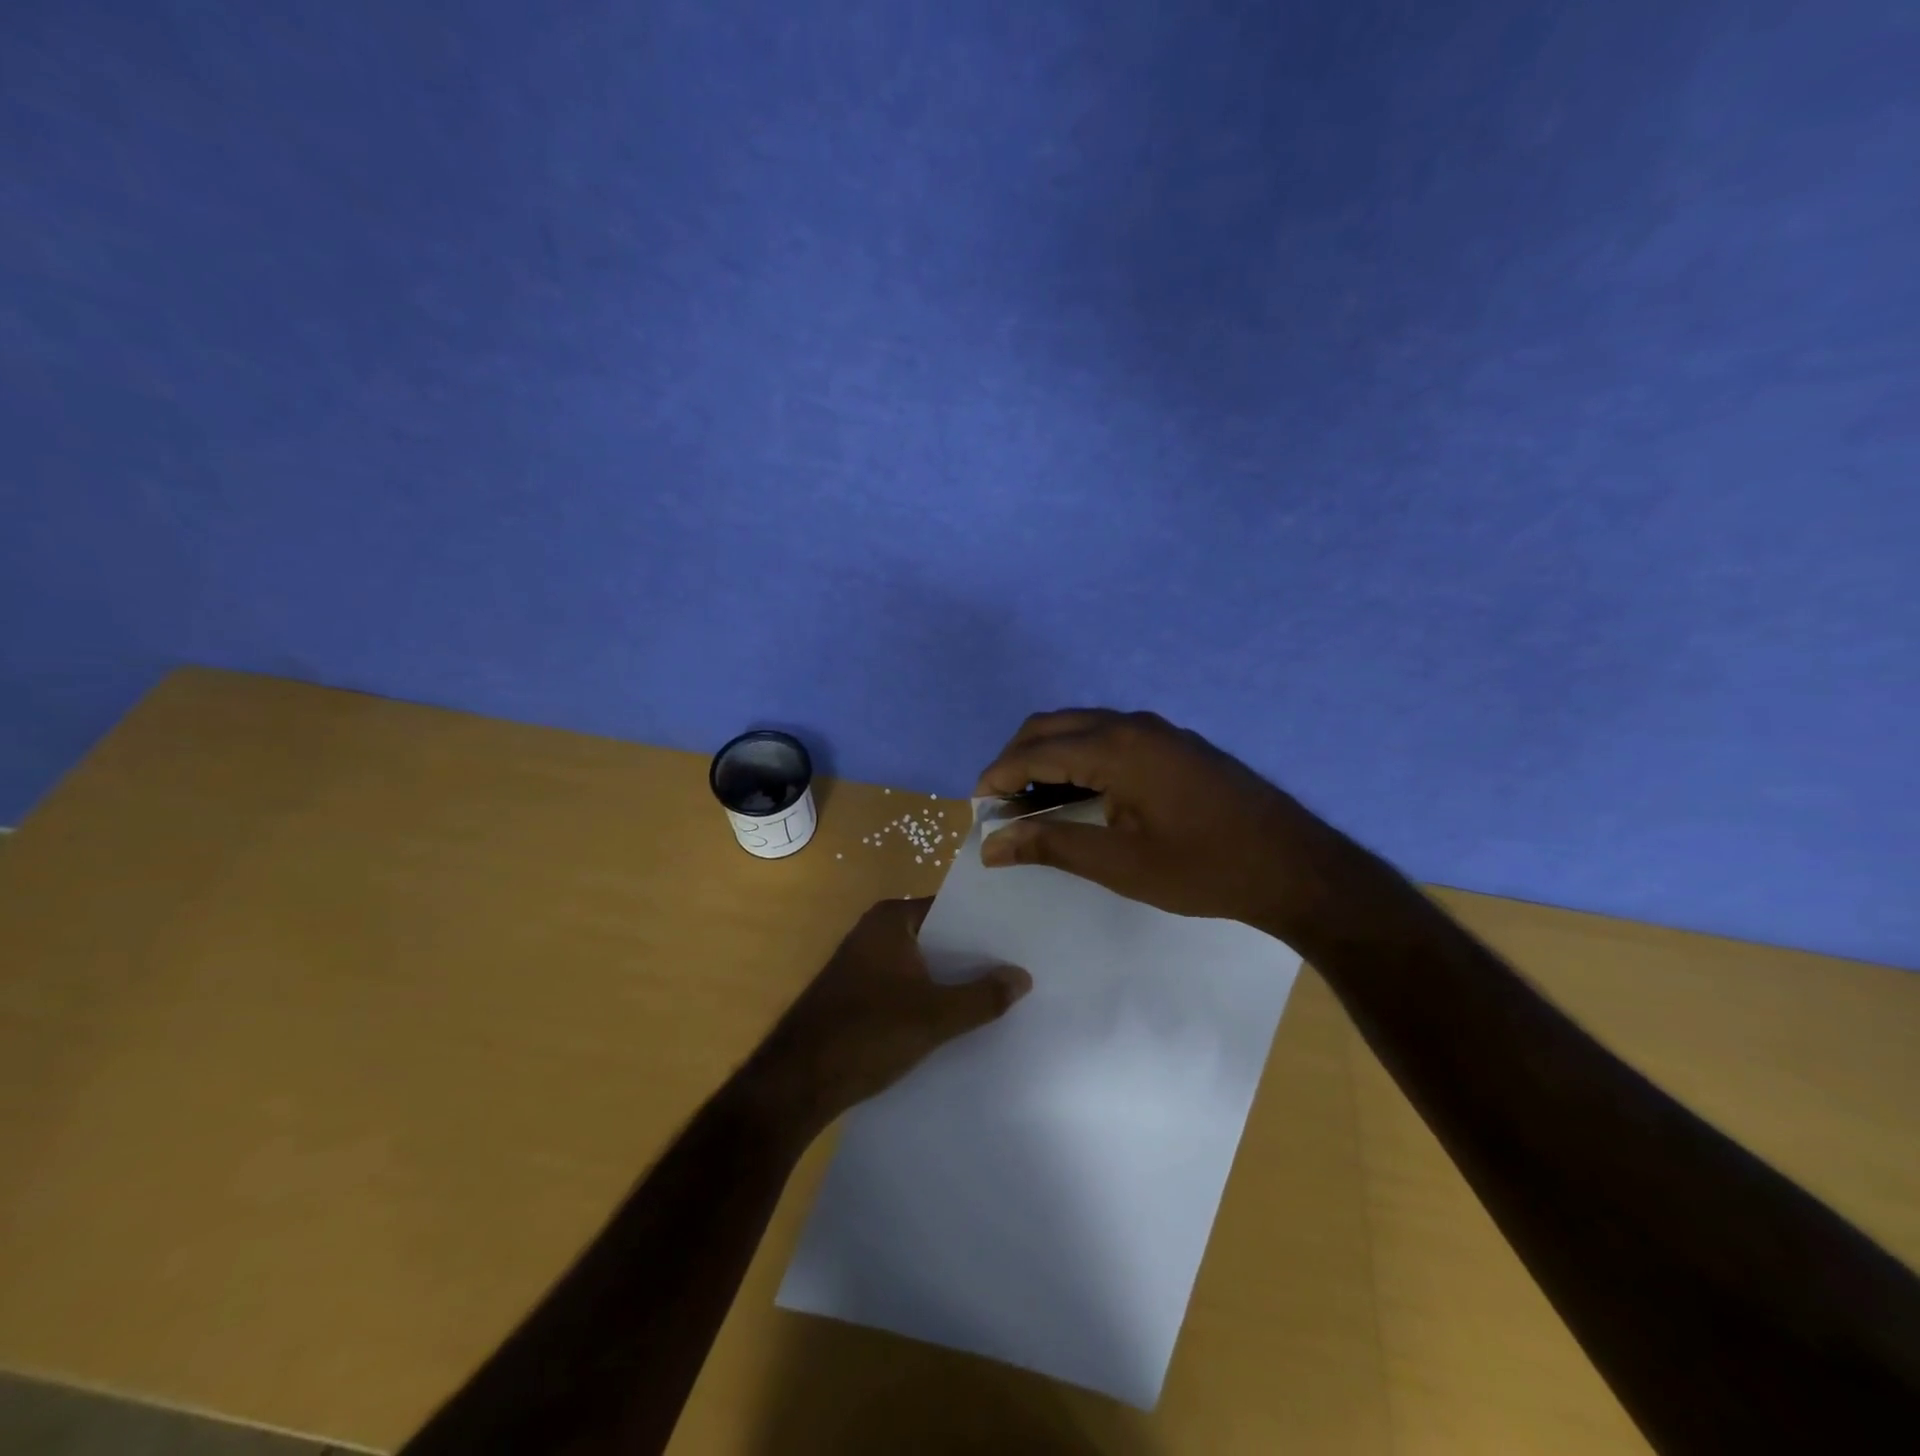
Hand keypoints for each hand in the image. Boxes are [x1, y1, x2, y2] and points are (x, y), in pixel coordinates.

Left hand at [748, 898, 1030, 1131]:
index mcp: (892, 919)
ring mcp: (864, 964)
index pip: (952, 910)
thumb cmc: (867, 1033)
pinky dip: (929, 998)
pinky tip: (957, 1021)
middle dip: (973, 957)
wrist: (797, 1082)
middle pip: (938, 938)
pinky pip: (905, 987)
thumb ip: (982, 996)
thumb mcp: (935, 1016)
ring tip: (1000, 996)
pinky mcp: (857, 994)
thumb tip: (1023, 976)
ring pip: (922, 966)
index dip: (986, 927)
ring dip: (952, 981)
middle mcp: (875, 932)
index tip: (1022, 941)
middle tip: (1021, 970)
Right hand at [973, 709, 1352, 934]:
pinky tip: (1079, 794)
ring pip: (1081, 727)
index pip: (1036, 750)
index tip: (977, 808)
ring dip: (1048, 756)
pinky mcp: (1174, 744)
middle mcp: (1134, 725)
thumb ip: (1052, 844)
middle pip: (1053, 725)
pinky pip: (1109, 737)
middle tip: (1000, 804)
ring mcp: (1158, 731)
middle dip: (1017, 759)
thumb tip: (991, 844)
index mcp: (1118, 748)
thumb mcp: (1121, 864)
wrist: (1296, 867)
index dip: (998, 775)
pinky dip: (1079, 757)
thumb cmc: (1204, 869)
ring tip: (1032, 802)